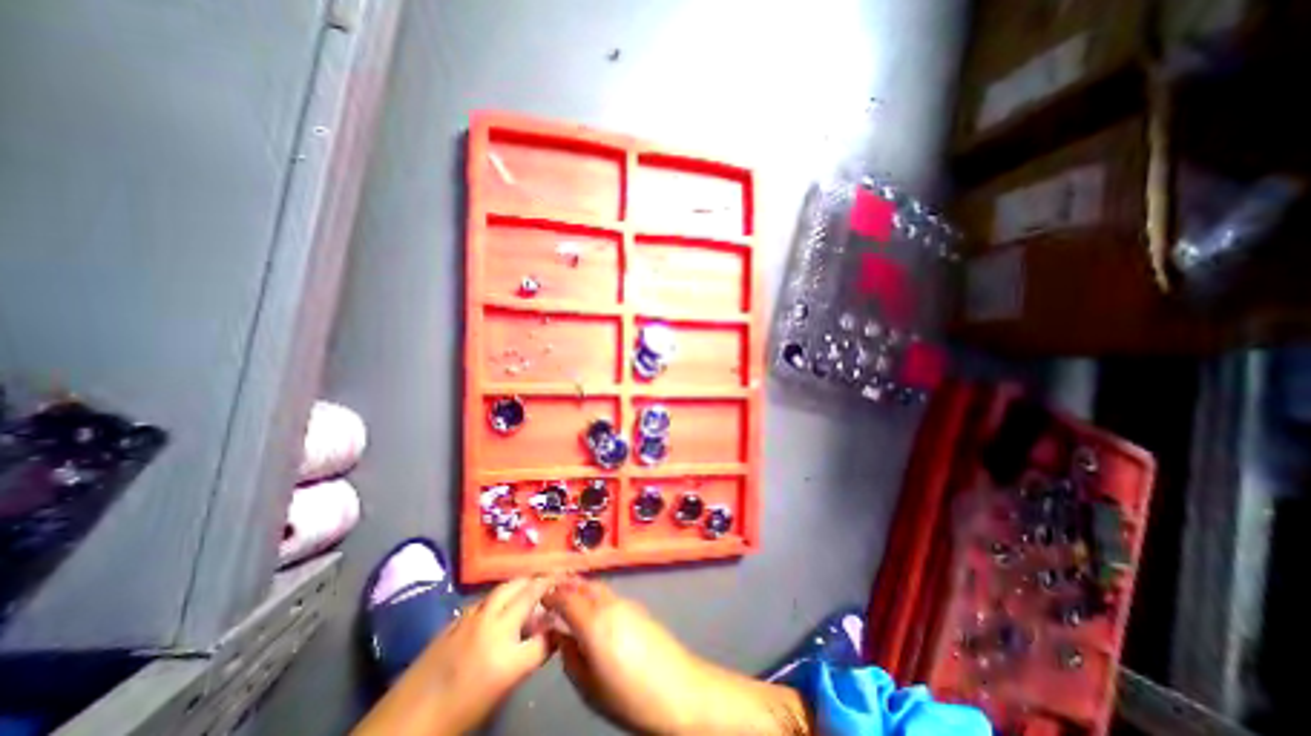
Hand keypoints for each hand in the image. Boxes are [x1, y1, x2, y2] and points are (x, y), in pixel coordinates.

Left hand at [350, 576, 555, 735]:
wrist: (402, 726)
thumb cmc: (458, 715)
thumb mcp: (502, 689)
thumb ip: (530, 655)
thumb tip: (550, 633)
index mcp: (506, 651)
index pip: (545, 627)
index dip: (559, 612)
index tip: (568, 601)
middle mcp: (492, 625)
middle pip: (526, 590)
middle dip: (543, 581)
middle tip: (555, 578)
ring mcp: (472, 618)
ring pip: (506, 587)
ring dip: (523, 582)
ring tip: (533, 584)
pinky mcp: (455, 619)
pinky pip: (487, 597)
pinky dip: (502, 593)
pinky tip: (503, 601)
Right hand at [541, 579, 809, 731]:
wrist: (680, 689)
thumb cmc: (630, 697)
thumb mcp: (591, 688)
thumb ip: (572, 659)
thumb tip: (561, 639)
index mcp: (594, 623)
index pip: (566, 599)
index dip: (551, 595)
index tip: (539, 598)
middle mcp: (610, 605)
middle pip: (584, 586)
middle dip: (567, 585)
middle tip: (552, 592)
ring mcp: (627, 603)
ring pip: (598, 588)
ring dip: (582, 588)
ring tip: (571, 598)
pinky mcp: (640, 608)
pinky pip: (611, 595)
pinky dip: (597, 596)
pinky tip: (595, 610)